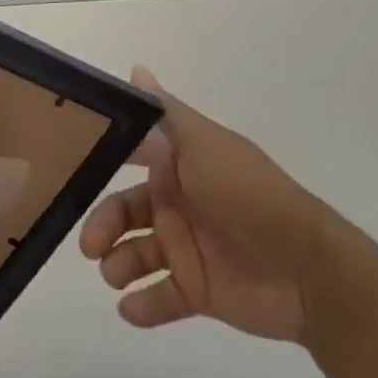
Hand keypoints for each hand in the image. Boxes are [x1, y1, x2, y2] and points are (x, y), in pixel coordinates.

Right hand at [79, 66, 356, 343]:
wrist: (310, 271)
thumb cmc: (249, 195)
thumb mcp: (205, 145)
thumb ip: (166, 114)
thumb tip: (136, 69)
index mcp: (177, 166)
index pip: (128, 159)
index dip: (99, 163)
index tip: (68, 170)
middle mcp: (177, 204)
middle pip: (124, 212)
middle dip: (103, 226)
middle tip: (90, 247)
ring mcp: (188, 248)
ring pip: (136, 254)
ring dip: (119, 265)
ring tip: (115, 276)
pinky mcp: (200, 291)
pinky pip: (162, 297)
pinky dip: (143, 305)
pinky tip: (130, 308)